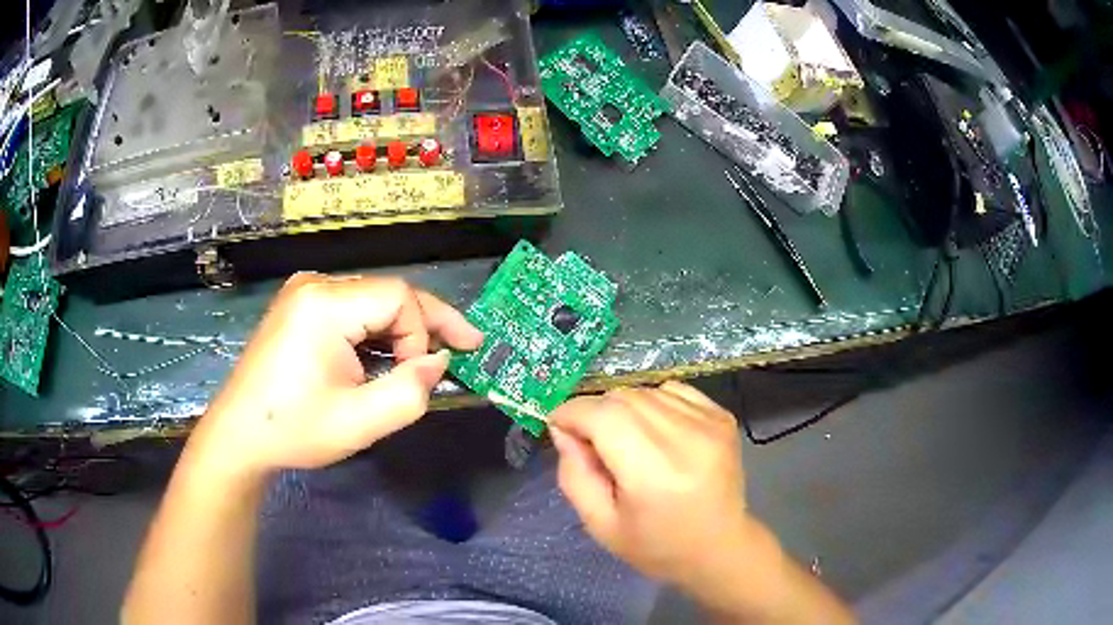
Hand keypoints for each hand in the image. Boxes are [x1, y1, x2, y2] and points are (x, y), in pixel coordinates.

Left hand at [188, 273, 482, 477]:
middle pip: (387, 293)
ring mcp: (303, 293)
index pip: (399, 298)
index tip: (420, 376)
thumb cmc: (294, 430)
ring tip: (424, 359)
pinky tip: (385, 355)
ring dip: (400, 330)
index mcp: (324, 304)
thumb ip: (411, 391)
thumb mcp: (360, 422)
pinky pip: (350, 310)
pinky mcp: (298, 307)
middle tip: (466, 346)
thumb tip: (439, 361)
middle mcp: (314, 285)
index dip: (423, 333)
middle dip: (424, 325)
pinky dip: (375, 332)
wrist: (239, 436)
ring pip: (371, 301)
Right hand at [550, 382, 779, 613]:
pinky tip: (656, 434)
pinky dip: (653, 403)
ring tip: (627, 442)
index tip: (558, 425)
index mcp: (654, 474)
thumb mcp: (600, 524)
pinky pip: (672, 391)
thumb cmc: (656, 546)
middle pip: (623, 397)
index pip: (603, 416)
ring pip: (645, 390)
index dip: (572, 412)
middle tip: (591, 443)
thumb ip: (574, 474)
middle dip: (595, 412)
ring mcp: (710, 423)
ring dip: (623, 408)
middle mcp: (687, 439)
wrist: (719, 548)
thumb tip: (562, 427)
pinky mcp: (723, 416)